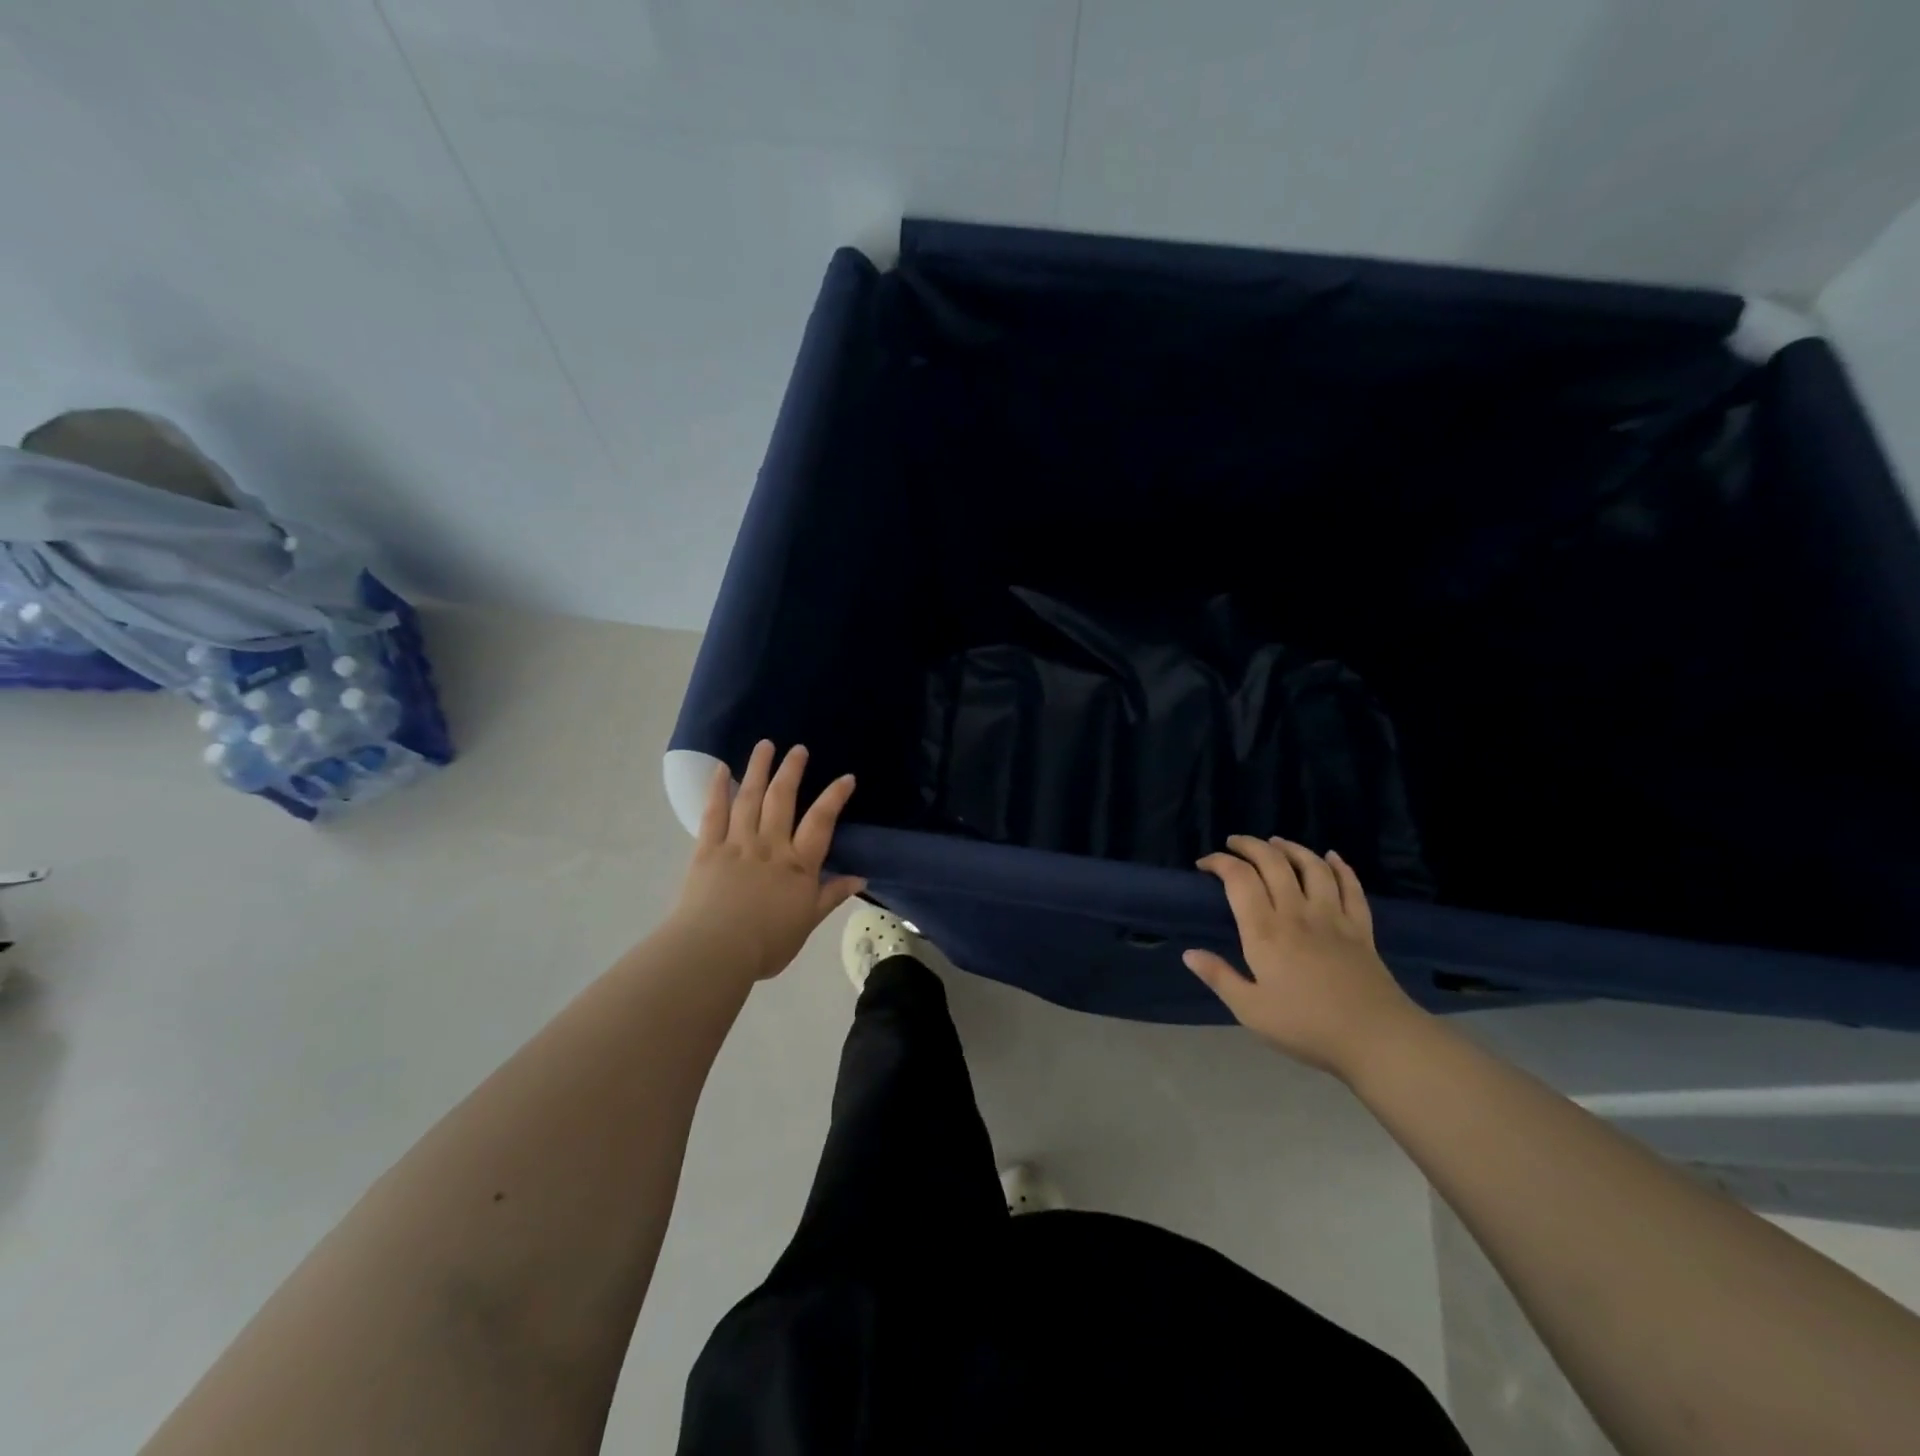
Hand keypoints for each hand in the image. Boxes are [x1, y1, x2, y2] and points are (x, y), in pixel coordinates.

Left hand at [669, 741, 866, 982]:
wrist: (715, 951)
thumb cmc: (766, 944)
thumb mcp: (807, 923)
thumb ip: (831, 896)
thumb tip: (860, 878)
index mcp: (798, 865)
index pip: (821, 822)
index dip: (834, 797)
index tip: (846, 777)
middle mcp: (770, 845)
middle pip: (782, 800)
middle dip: (792, 771)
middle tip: (798, 749)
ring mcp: (737, 844)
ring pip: (750, 798)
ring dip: (758, 769)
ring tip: (765, 745)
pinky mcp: (707, 849)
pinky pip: (713, 813)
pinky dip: (717, 789)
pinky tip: (720, 770)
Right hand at [1185, 836, 1423, 1077]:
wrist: (1376, 1039)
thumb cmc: (1306, 1026)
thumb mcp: (1250, 1010)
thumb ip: (1220, 977)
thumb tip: (1189, 953)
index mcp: (1265, 932)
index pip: (1239, 879)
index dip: (1220, 862)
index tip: (1205, 864)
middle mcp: (1297, 913)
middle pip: (1274, 863)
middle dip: (1250, 846)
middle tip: (1234, 843)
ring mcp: (1333, 917)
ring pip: (1312, 867)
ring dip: (1292, 848)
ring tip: (1276, 843)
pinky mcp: (1361, 928)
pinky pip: (1351, 887)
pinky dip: (1340, 867)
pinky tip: (1331, 857)